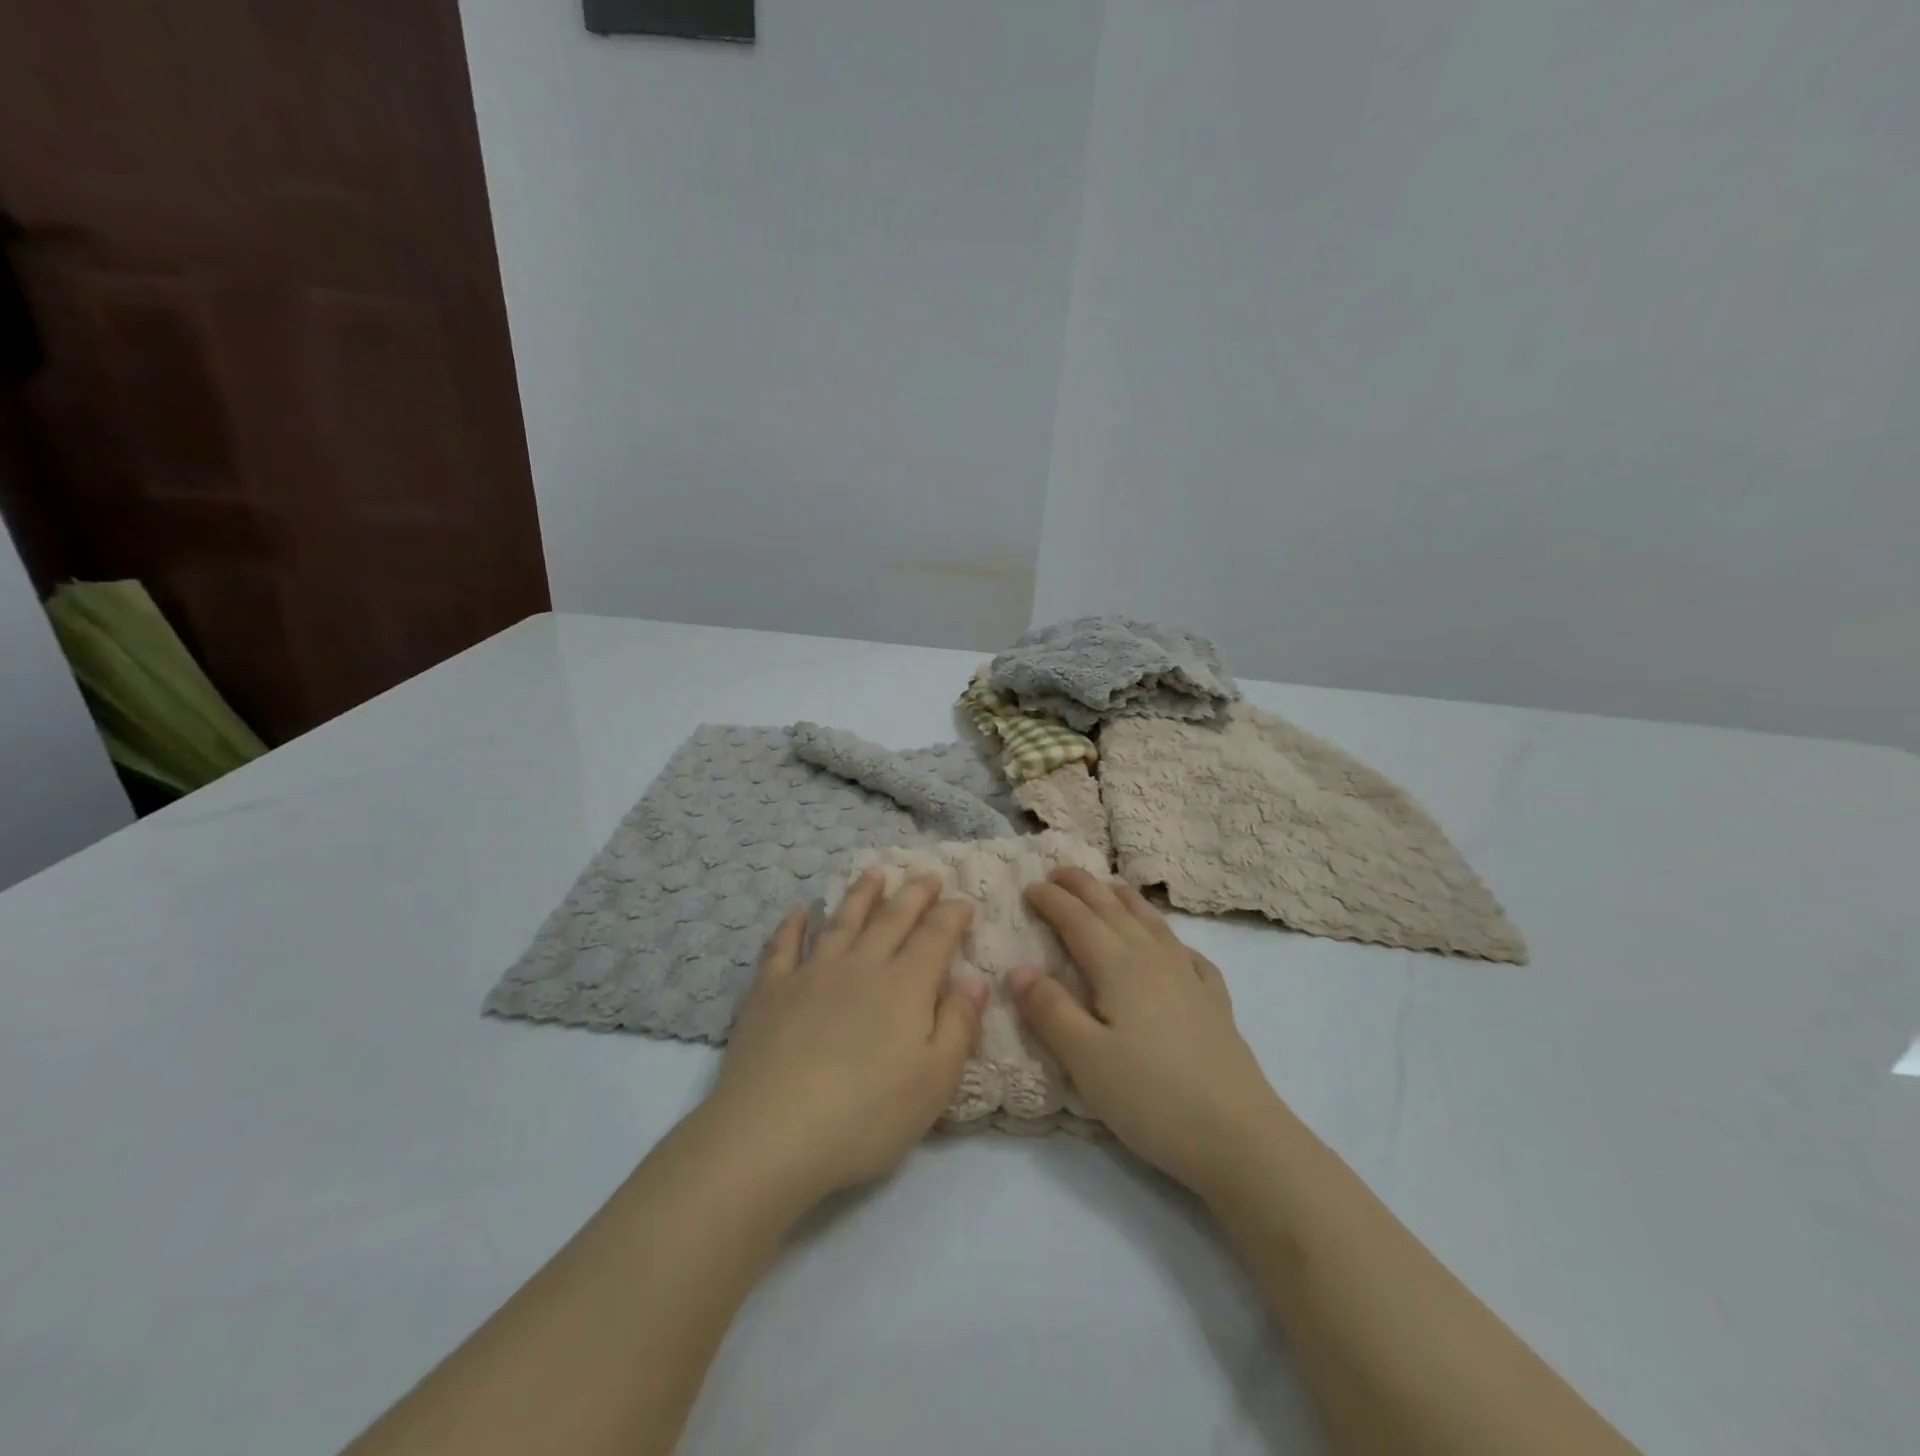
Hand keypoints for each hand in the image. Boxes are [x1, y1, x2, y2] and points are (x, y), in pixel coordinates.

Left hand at [701, 869, 988, 1204]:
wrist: (772, 1134)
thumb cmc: (867, 1116)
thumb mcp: (935, 1081)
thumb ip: (959, 1025)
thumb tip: (975, 979)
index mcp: (905, 986)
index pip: (936, 936)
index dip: (953, 915)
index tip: (964, 901)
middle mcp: (862, 965)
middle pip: (892, 918)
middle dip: (914, 894)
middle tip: (928, 875)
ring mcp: (812, 973)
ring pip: (842, 921)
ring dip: (861, 894)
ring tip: (874, 873)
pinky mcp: (771, 990)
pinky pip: (783, 946)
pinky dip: (792, 925)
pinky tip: (798, 910)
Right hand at [1010, 868, 1280, 1195]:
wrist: (1239, 1138)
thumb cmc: (1151, 1097)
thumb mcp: (1086, 1059)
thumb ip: (1050, 1010)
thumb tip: (1019, 968)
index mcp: (1119, 967)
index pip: (1078, 920)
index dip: (1052, 900)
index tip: (1029, 886)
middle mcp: (1154, 960)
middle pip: (1114, 911)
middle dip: (1084, 886)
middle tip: (1059, 871)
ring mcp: (1190, 979)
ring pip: (1152, 924)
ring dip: (1126, 900)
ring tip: (1111, 885)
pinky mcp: (1215, 1005)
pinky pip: (1189, 955)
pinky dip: (1172, 938)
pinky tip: (1174, 946)